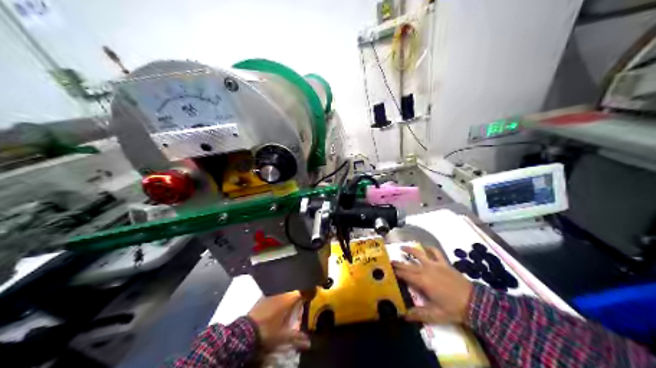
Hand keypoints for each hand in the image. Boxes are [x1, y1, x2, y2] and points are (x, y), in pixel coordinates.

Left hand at [247, 292, 310, 351]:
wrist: (246, 331)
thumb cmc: (268, 331)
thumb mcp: (284, 336)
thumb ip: (297, 337)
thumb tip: (309, 343)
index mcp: (288, 299)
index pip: (302, 291)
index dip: (309, 292)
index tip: (312, 296)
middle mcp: (280, 293)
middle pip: (293, 290)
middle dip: (299, 294)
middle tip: (303, 302)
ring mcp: (270, 294)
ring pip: (284, 291)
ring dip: (289, 295)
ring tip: (291, 304)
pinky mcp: (262, 297)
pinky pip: (275, 293)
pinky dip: (280, 297)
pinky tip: (279, 306)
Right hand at [391, 245, 473, 323]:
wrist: (474, 302)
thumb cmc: (452, 309)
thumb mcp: (434, 315)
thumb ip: (417, 314)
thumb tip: (403, 315)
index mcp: (422, 281)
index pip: (404, 275)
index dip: (395, 272)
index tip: (386, 270)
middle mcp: (426, 270)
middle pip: (409, 265)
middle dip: (398, 263)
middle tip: (389, 261)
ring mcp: (436, 265)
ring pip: (420, 254)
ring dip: (410, 250)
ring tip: (402, 247)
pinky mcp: (445, 264)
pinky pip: (436, 253)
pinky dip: (430, 249)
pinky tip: (426, 248)